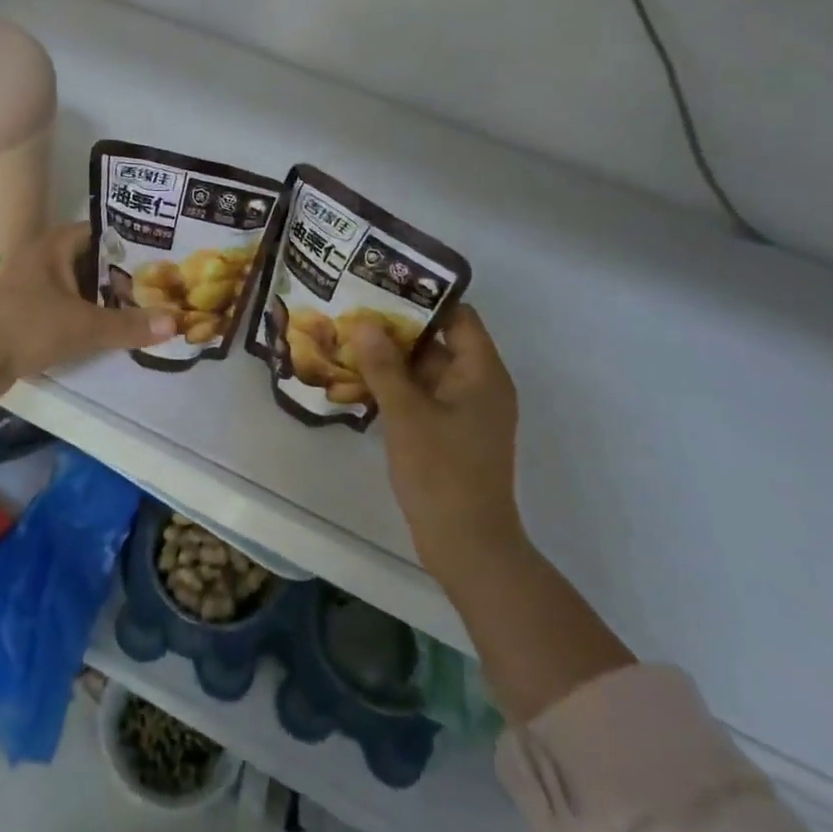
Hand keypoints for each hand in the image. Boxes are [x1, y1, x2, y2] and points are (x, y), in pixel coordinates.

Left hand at [0, 222, 174, 397]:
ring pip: (79, 288)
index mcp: (54, 246)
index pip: (100, 231)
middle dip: (123, 274)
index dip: (131, 240)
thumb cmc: (28, 326)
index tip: (162, 253)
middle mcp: (43, 260)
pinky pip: (66, 310)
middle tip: (162, 285)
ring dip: (105, 299)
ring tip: (144, 307)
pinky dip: (87, 317)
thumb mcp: (85, 325)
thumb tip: (175, 322)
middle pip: (92, 261)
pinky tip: (111, 330)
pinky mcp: (27, 315)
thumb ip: (129, 324)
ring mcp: (33, 288)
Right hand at [350, 304, 526, 587]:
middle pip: (440, 341)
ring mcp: (466, 412)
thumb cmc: (442, 472)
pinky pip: (424, 396)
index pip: (458, 316)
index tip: (383, 286)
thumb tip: (364, 322)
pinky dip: (398, 387)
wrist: (467, 545)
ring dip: (393, 359)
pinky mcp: (452, 434)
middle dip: (398, 328)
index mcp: (482, 373)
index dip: (423, 298)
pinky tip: (361, 382)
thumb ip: (384, 365)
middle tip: (355, 311)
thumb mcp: (407, 414)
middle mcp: (480, 386)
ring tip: (350, 340)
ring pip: (428, 371)